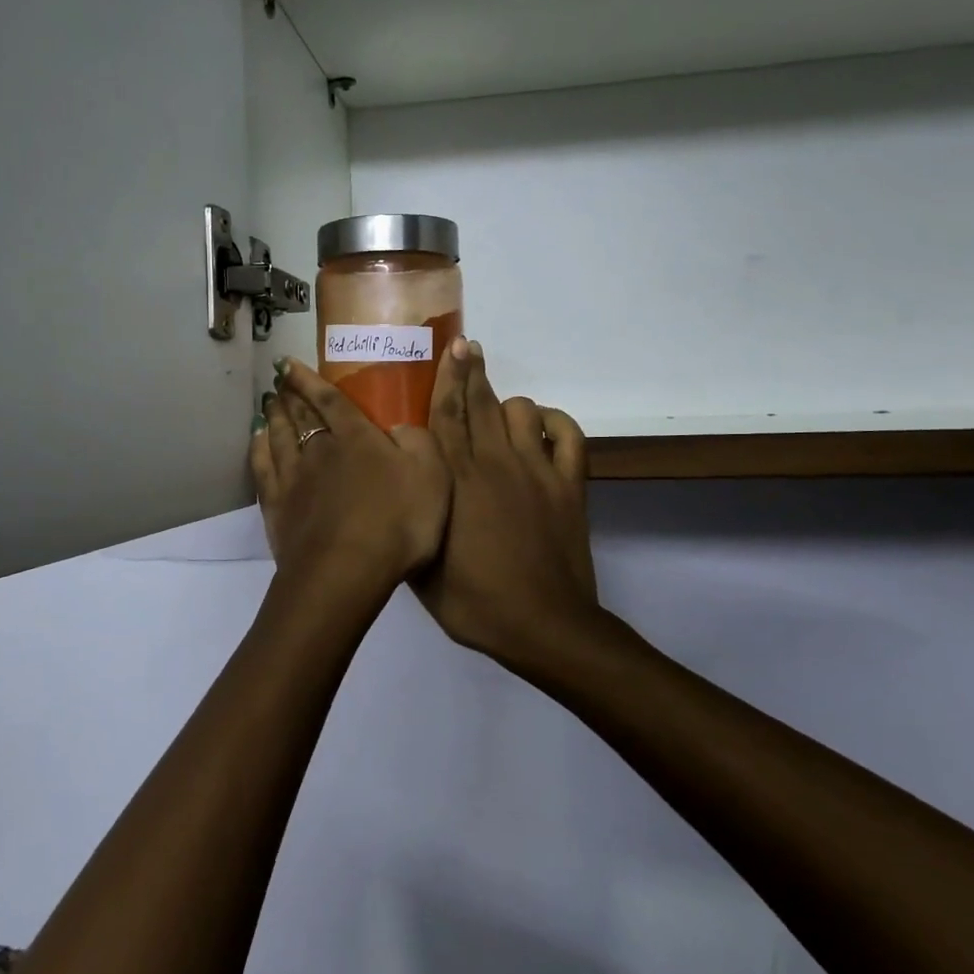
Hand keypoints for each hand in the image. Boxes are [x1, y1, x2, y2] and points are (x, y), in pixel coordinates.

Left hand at [250, 357, 449, 590]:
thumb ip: (418, 441)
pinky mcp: (277, 508)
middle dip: (290, 395)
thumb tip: (401, 423)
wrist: (346, 571)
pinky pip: (263, 469)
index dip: (310, 380)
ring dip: (273, 417)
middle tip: (278, 380)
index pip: (331, 400)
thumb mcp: (432, 475)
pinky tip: (256, 442)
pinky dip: (258, 450)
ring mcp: (293, 479)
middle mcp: (320, 450)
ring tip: (268, 403)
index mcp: (357, 439)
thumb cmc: (397, 522)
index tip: (289, 363)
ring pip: (278, 438)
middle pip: (301, 416)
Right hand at [413, 339, 599, 666]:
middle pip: (481, 403)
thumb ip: (413, 520)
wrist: (542, 626)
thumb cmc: (474, 603)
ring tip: (499, 410)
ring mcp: (536, 471)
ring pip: (522, 412)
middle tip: (467, 347)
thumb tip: (404, 489)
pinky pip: (569, 436)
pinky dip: (557, 423)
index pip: (446, 416)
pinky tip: (545, 425)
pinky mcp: (568, 485)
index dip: (447, 379)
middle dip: (472, 371)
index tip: (449, 350)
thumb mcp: (422, 568)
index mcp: (455, 481)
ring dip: (508, 404)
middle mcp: (494, 463)